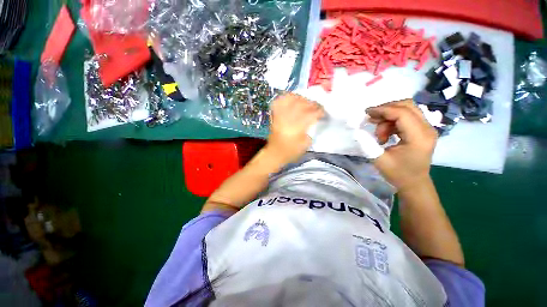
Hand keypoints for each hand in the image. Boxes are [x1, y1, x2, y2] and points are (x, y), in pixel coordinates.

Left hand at [266, 93, 323, 165]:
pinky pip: (279, 102)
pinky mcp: (275, 116)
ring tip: (306, 101)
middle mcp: (288, 119)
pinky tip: (292, 99)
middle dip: (312, 103)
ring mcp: (280, 116)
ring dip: (301, 98)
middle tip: (317, 106)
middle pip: (302, 104)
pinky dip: (286, 98)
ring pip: (291, 100)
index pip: (311, 113)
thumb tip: (314, 121)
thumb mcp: (306, 144)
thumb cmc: (291, 152)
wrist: (275, 153)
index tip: (324, 112)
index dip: (319, 111)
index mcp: (297, 128)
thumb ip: (311, 131)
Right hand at [366, 99, 437, 190]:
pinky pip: (407, 116)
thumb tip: (357, 130)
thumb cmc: (397, 174)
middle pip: (407, 106)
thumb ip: (367, 143)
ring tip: (379, 133)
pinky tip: (385, 132)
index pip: (402, 113)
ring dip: (388, 117)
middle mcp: (427, 129)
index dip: (383, 110)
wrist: (414, 183)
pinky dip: (393, 120)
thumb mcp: (379, 159)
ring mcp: (427, 128)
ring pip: (406, 109)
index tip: (367, 113)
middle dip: (386, 110)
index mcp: (418, 137)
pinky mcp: (423, 130)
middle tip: (372, 120)